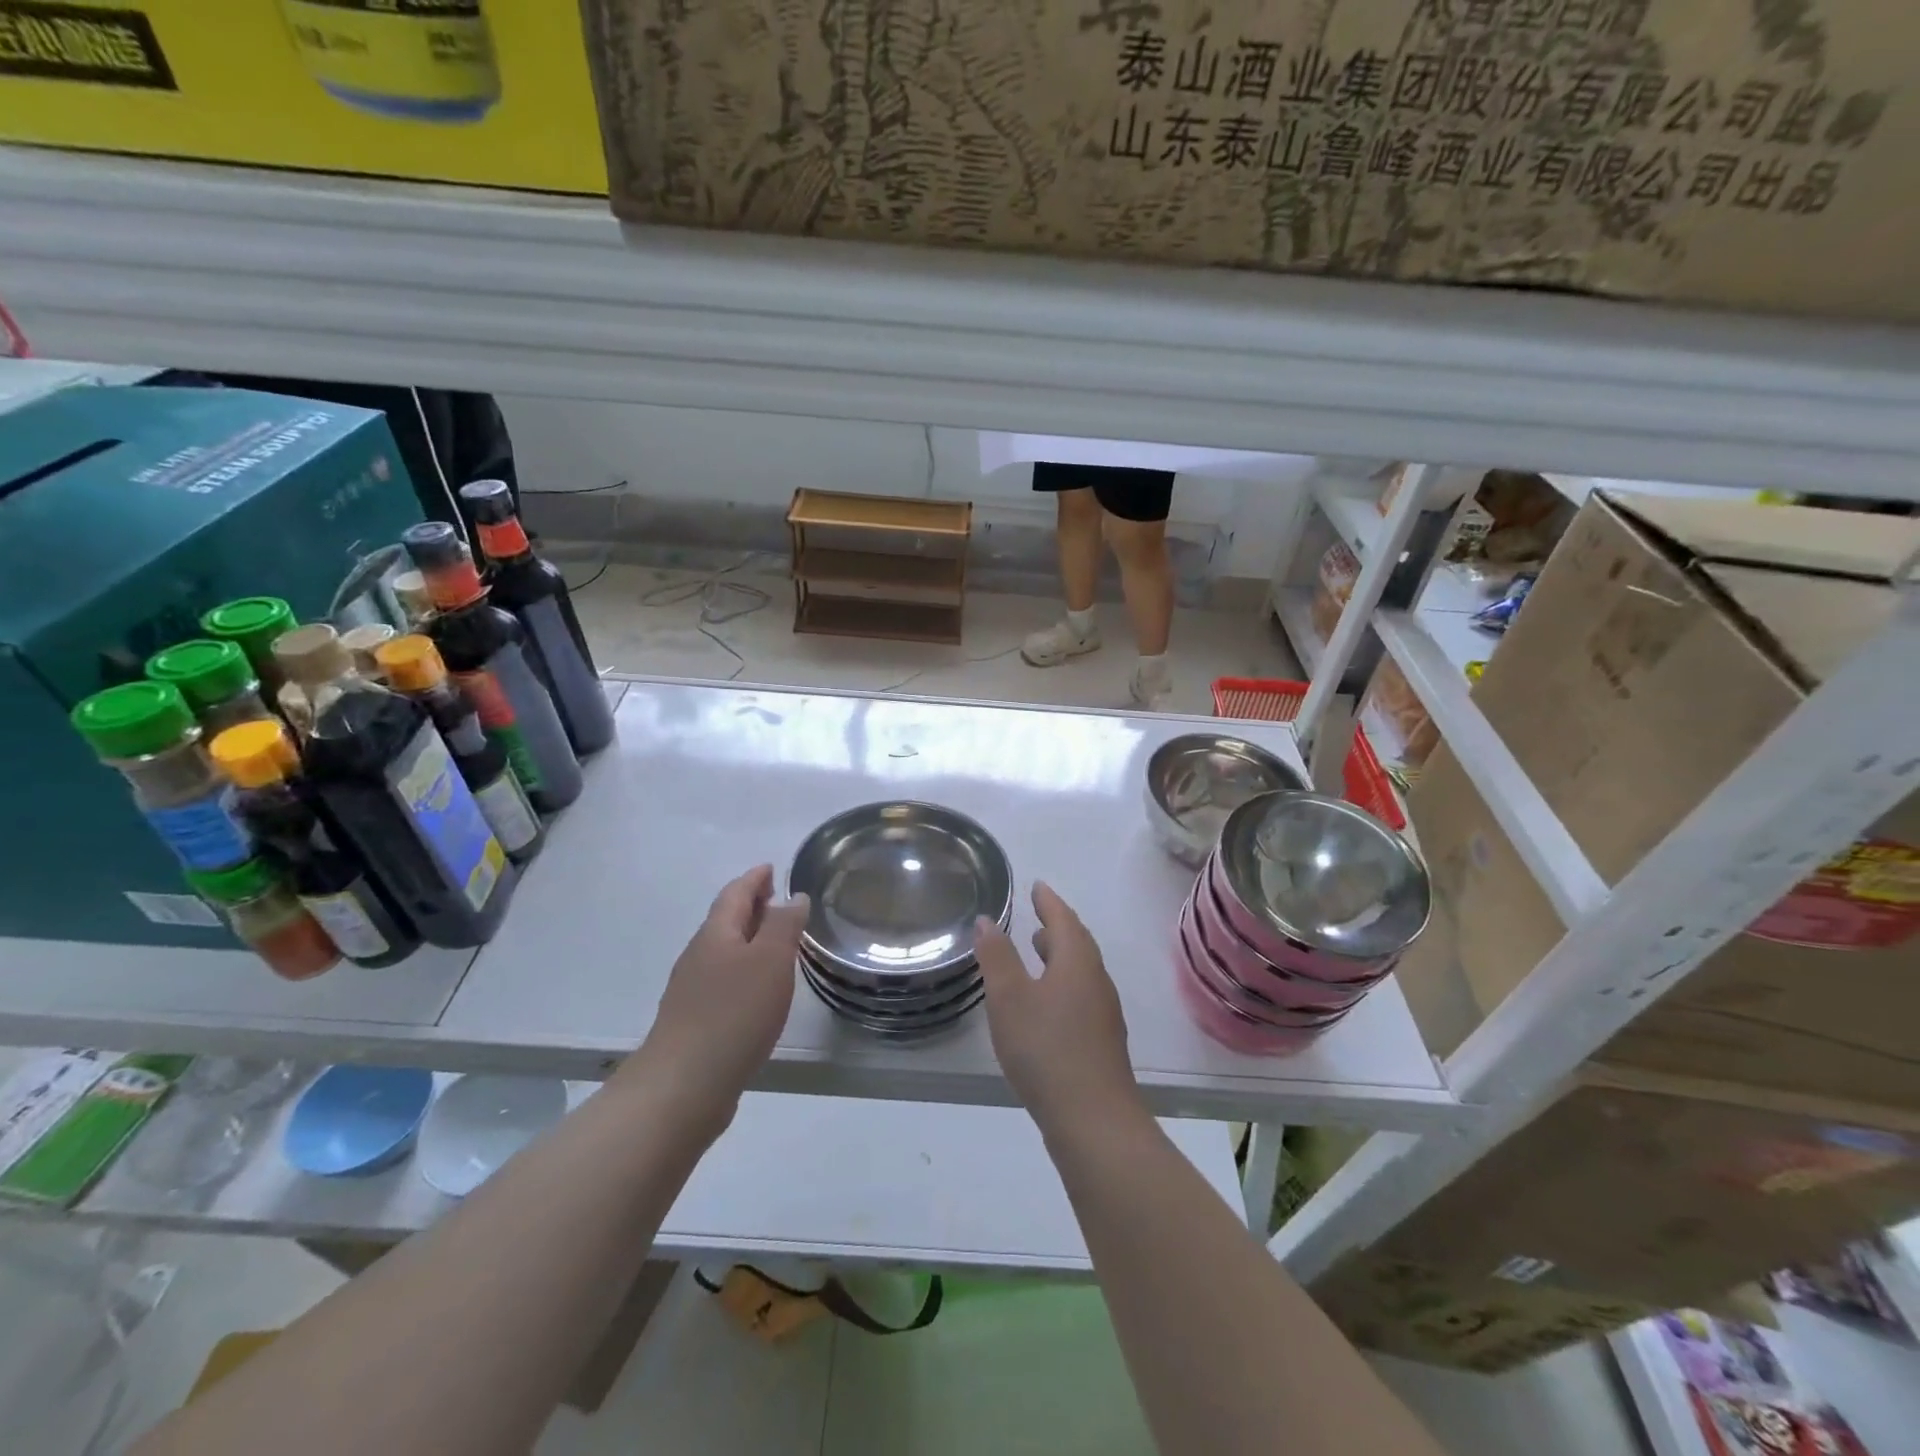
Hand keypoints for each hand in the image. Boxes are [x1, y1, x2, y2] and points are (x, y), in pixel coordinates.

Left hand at [629, 865, 808, 1134]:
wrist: (684, 1086)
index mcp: (716, 934)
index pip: (735, 894)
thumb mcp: (770, 961)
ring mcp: (692, 990)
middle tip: (777, 898)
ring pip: (724, 951)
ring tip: (775, 940)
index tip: (770, 867)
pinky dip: (743, 969)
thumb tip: (793, 897)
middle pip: (726, 920)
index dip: (754, 879)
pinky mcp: (695, 1021)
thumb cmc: (733, 1013)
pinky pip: (723, 979)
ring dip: (748, 938)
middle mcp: (699, 955)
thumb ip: (783, 926)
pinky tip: (758, 988)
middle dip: (751, 905)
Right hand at [975, 882, 1142, 1134]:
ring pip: (1080, 971)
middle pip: (1078, 943)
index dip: (1049, 901)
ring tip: (1038, 952)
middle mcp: (1096, 981)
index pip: (1064, 919)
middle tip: (1037, 915)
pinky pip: (1081, 995)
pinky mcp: (1101, 1041)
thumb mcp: (1009, 999)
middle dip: (1057, 926)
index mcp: (1077, 962)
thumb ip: (997, 957)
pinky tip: (1046, 1003)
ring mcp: (1102, 1013)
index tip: (1038, 886)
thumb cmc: (1046, 1049)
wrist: (1094, 1120)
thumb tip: (988, 920)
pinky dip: (1062, 983)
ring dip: (1060, 956)